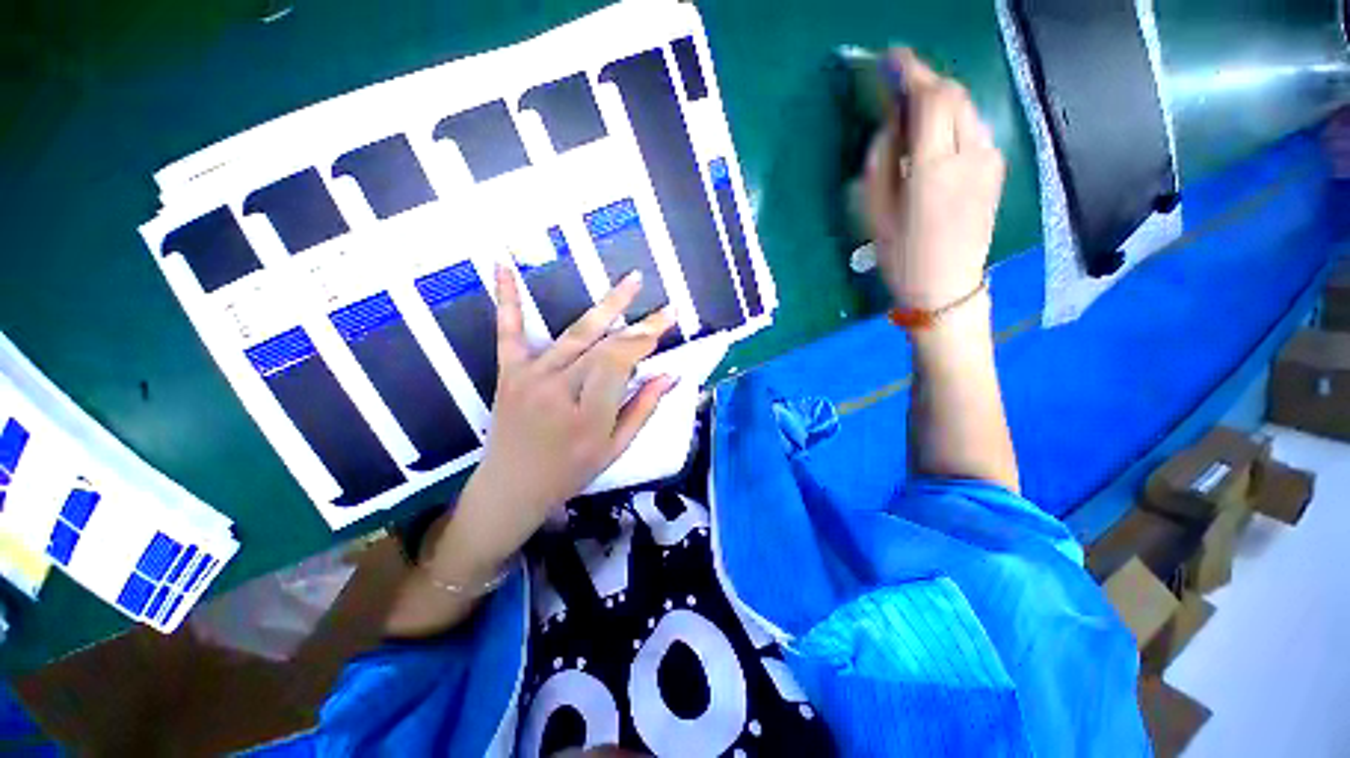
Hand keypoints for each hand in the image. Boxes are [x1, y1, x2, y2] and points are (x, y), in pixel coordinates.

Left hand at [450, 266, 676, 567]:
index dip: (646, 341)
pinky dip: (507, 297)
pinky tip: (502, 264)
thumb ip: (643, 409)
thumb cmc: (569, 472)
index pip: (621, 363)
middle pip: (605, 346)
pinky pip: (509, 331)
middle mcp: (559, 388)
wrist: (510, 487)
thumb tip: (670, 376)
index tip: (667, 324)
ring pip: (576, 334)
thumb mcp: (614, 448)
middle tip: (664, 306)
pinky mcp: (509, 371)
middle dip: (639, 325)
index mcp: (587, 413)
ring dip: (607, 305)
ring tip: (632, 281)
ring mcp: (530, 376)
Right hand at [864, 49, 1004, 310]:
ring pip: (966, 109)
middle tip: (897, 88)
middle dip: (925, 82)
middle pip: (953, 95)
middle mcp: (970, 154)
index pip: (929, 99)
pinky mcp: (996, 169)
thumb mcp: (876, 215)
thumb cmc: (902, 258)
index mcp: (934, 168)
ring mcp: (990, 160)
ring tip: (913, 114)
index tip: (890, 58)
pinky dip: (952, 120)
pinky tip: (935, 139)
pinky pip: (974, 128)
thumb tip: (888, 127)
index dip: (909, 71)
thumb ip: (881, 163)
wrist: (947, 288)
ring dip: (939, 101)